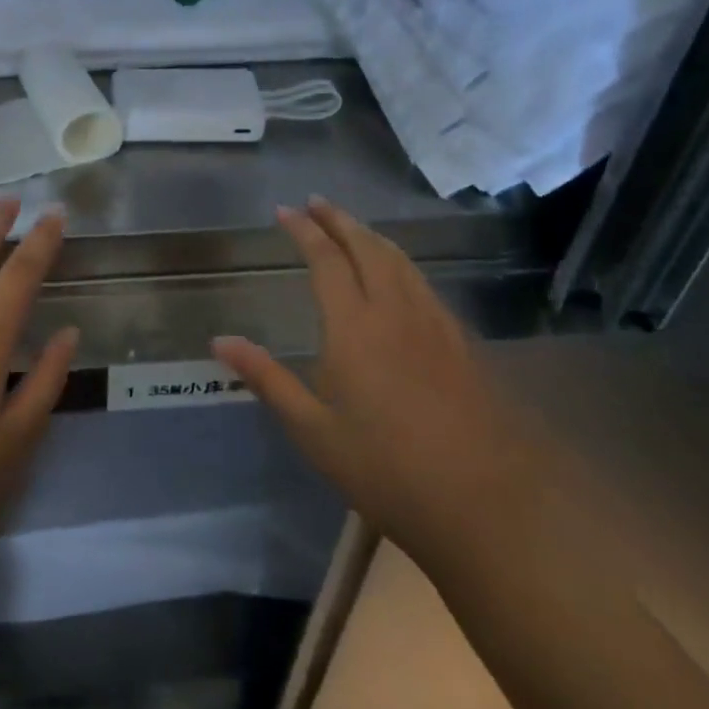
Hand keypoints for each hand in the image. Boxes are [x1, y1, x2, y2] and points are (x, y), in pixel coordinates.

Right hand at [215, 197, 546, 570]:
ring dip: (371, 236)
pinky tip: (398, 276)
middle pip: (368, 248)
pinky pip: (423, 283)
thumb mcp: (314, 431)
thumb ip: (267, 379)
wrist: (488, 505)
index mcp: (354, 328)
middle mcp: (395, 312)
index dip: (305, 231)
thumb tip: (220, 341)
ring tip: (351, 227)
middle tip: (317, 202)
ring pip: (401, 262)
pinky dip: (400, 262)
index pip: (327, 261)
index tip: (285, 210)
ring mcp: (434, 325)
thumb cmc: (387, 470)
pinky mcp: (461, 344)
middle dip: (340, 220)